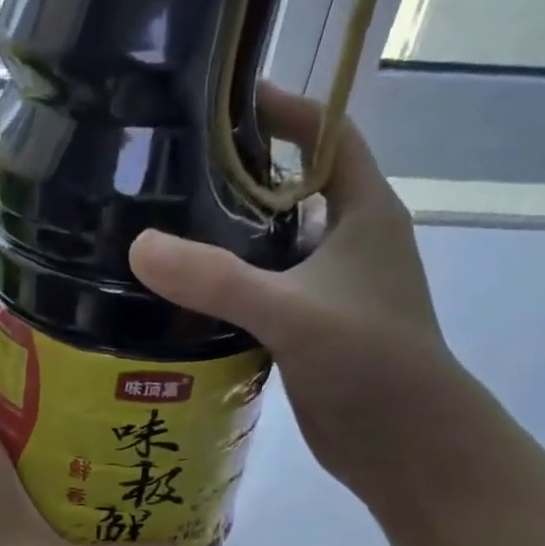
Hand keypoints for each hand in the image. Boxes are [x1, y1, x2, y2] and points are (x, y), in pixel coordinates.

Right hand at [129, 85, 464, 507]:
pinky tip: (183, 298)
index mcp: (364, 214)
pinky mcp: (309, 332)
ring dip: (230, 238)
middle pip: (293, 189)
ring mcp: (330, 292)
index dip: (285, 111)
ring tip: (164, 229)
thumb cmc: (369, 362)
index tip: (225, 100)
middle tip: (173, 171)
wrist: (406, 445)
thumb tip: (138, 245)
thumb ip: (216, 279)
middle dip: (241, 175)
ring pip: (273, 247)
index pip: (329, 137)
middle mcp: (349, 244)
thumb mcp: (291, 312)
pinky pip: (262, 294)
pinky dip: (228, 289)